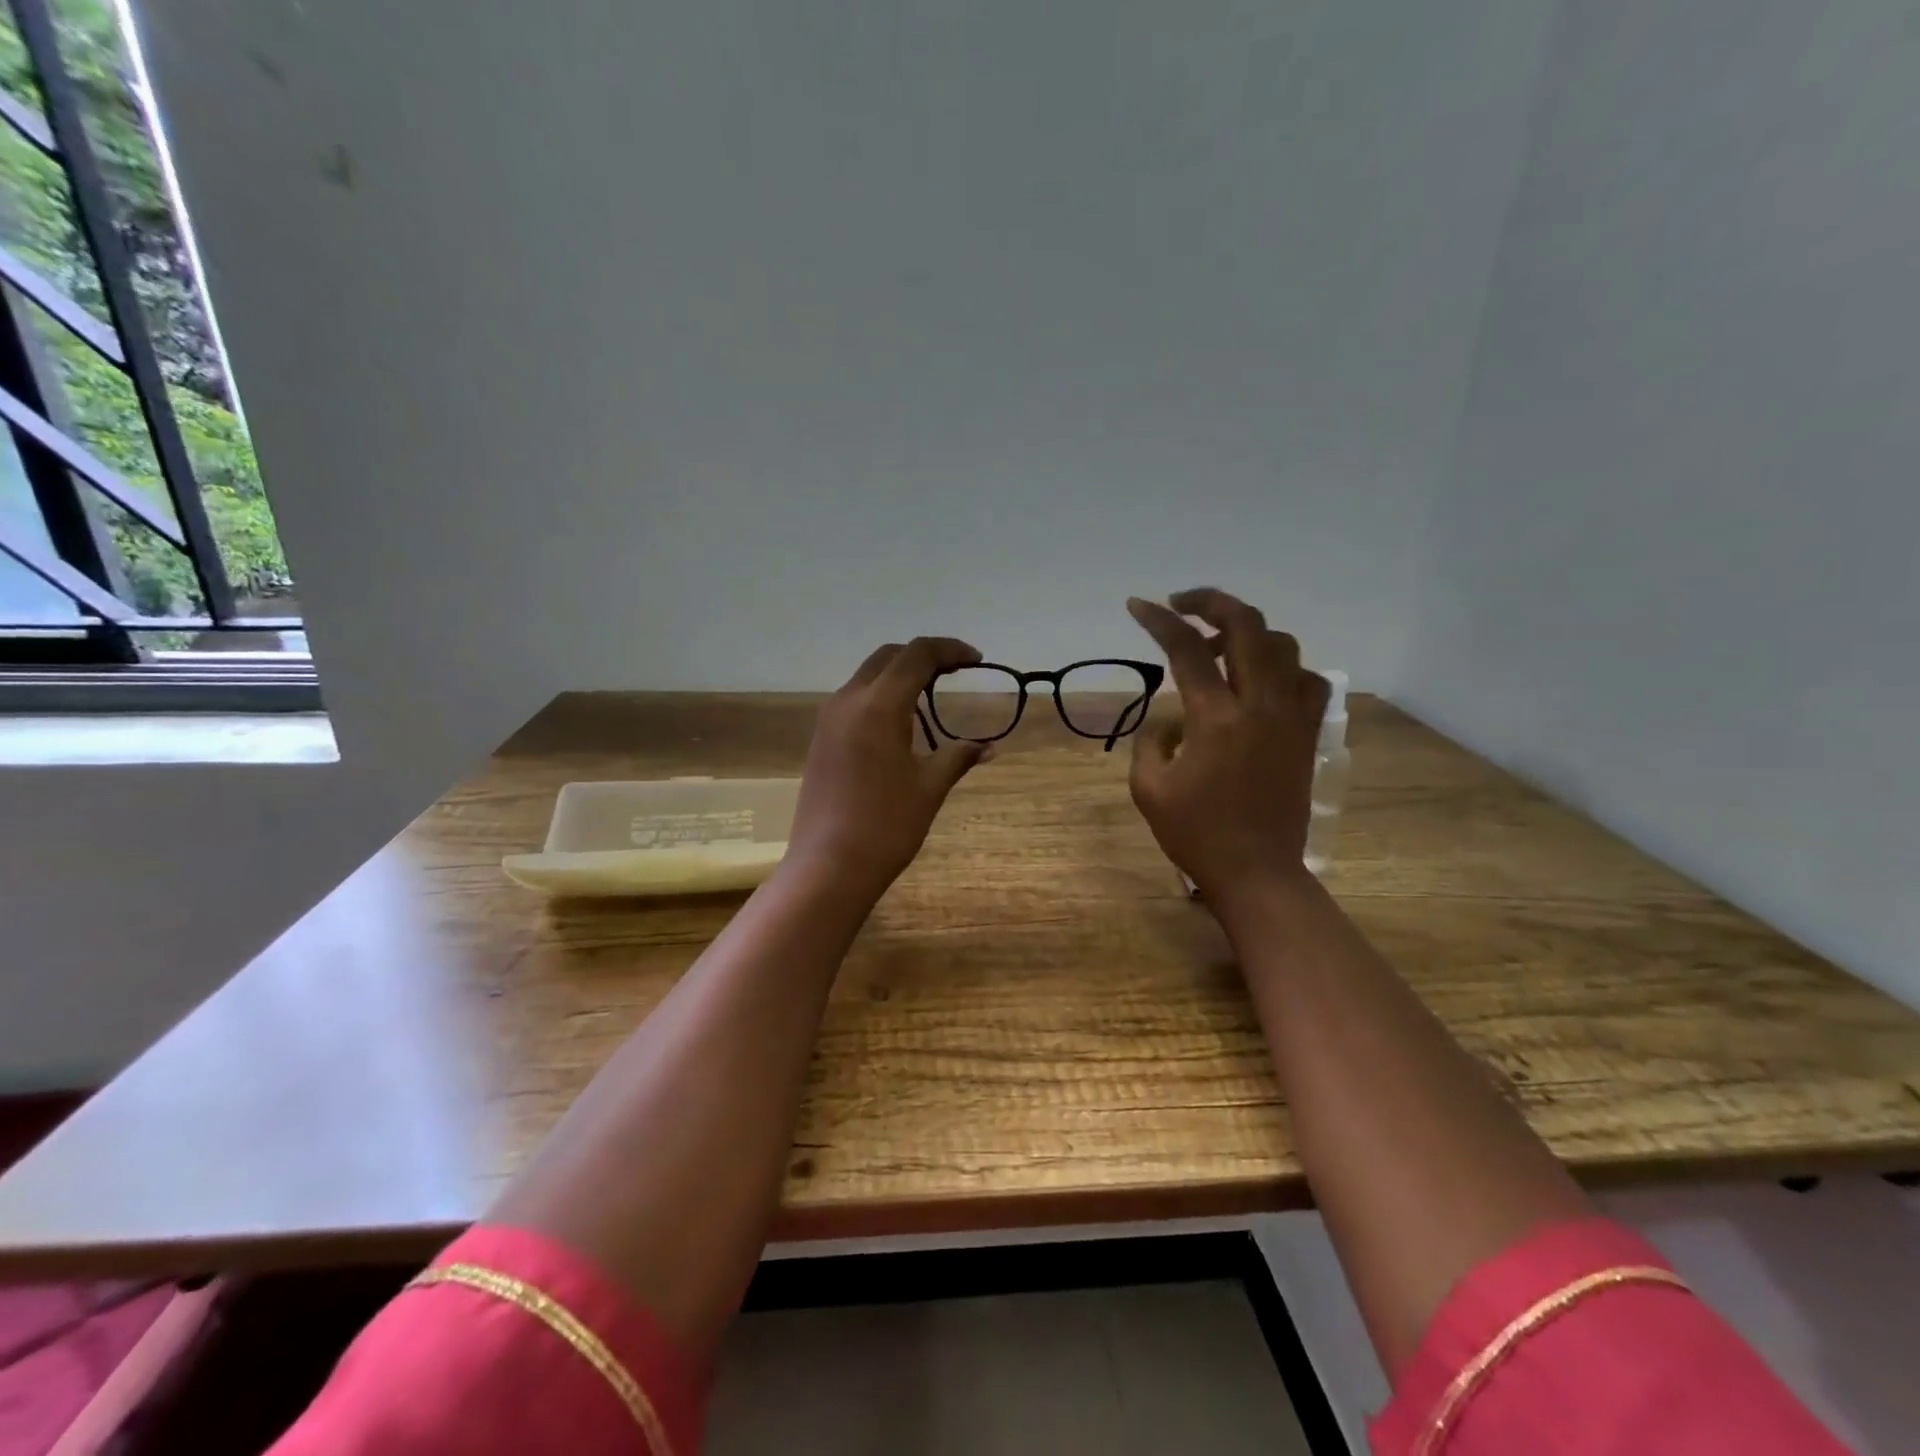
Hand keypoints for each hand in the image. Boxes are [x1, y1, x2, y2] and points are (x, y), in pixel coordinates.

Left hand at [789, 637, 987, 895]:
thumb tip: (990, 747)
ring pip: (868, 676)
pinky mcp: (821, 738)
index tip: (976, 661)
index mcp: (879, 704)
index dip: (950, 650)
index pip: (917, 654)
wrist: (828, 866)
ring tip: (931, 694)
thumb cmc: (886, 825)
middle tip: (955, 672)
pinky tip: (900, 723)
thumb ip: (959, 756)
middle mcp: (849, 700)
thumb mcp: (930, 787)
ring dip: (900, 674)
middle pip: (889, 657)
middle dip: (924, 656)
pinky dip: (881, 695)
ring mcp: (829, 719)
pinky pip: (854, 699)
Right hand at [1126, 588, 1329, 903]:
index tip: (1138, 605)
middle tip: (1182, 604)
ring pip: (1282, 645)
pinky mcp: (1306, 733)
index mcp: (1216, 718)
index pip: (1186, 648)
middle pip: (1246, 625)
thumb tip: (1173, 718)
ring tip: (1218, 648)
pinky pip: (1306, 680)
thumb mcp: (1148, 787)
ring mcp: (1291, 717)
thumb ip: (1152, 740)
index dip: (1159, 620)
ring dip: (1246, 633)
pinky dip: (1281, 667)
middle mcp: (1260, 705)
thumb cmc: (1196, 834)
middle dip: (1211, 601)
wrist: (1257, 872)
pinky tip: (1259, 682)